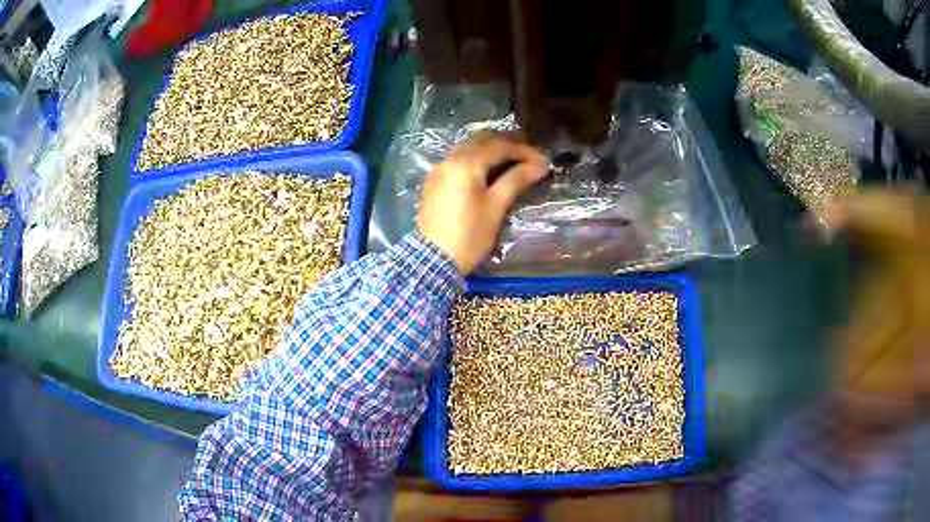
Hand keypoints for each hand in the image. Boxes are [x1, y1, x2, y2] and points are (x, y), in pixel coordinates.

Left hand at [417, 133, 547, 273]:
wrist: (433, 260)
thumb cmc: (469, 235)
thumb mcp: (496, 207)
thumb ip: (516, 180)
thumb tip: (539, 165)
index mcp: (465, 163)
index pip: (499, 146)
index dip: (524, 151)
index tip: (542, 161)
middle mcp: (449, 159)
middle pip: (482, 140)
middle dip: (507, 144)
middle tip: (528, 156)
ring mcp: (439, 169)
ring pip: (468, 147)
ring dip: (491, 149)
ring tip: (512, 161)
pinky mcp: (434, 181)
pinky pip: (458, 159)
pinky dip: (476, 158)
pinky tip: (488, 170)